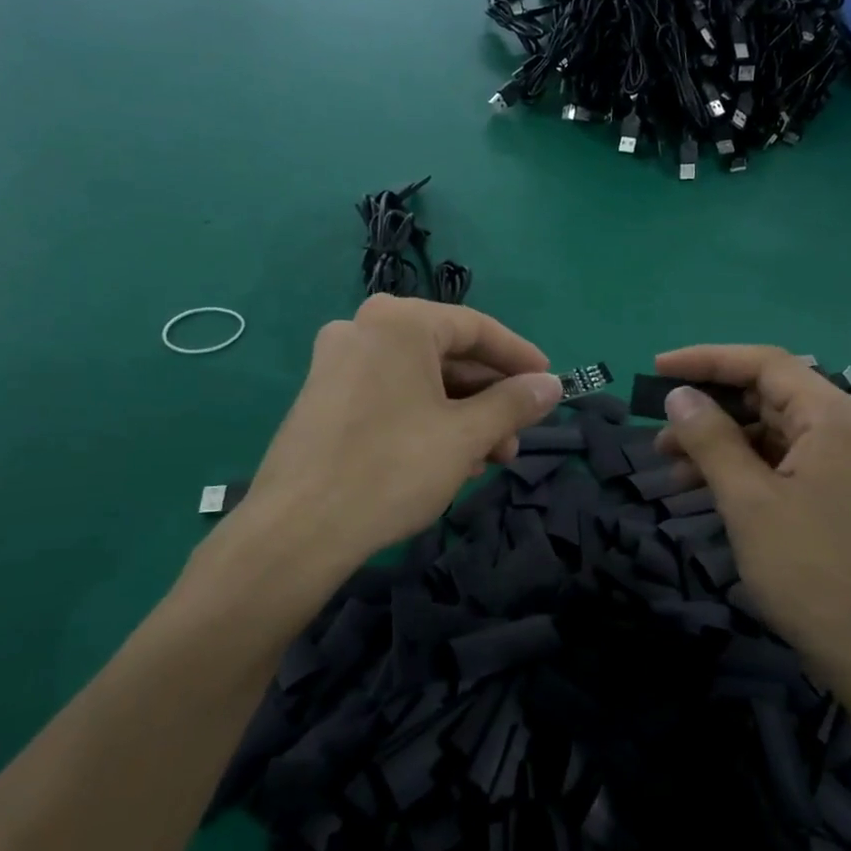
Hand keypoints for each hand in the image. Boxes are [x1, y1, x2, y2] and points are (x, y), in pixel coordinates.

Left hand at [238, 296, 561, 607]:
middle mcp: (363, 329)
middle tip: (517, 436)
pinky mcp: (323, 397)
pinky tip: (447, 460)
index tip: (549, 382)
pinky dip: (425, 420)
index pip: (476, 327)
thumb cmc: (392, 468)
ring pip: (419, 380)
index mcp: (398, 322)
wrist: (299, 528)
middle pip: (446, 355)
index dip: (519, 357)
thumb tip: (551, 385)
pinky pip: (390, 396)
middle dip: (488, 398)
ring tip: (487, 459)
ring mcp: (337, 363)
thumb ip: (514, 403)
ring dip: (460, 415)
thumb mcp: (466, 435)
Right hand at [653, 346, 850, 699]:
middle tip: (658, 427)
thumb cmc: (811, 571)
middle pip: (766, 394)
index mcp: (833, 417)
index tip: (656, 369)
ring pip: (768, 431)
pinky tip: (702, 487)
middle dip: (708, 407)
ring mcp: (842, 463)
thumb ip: (710, 440)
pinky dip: (739, 467)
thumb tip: (678, 396)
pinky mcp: (835, 493)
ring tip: (669, 465)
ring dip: (718, 441)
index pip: (763, 364)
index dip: (706, 360)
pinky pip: (779, 462)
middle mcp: (843, 429)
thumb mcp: (748, 501)